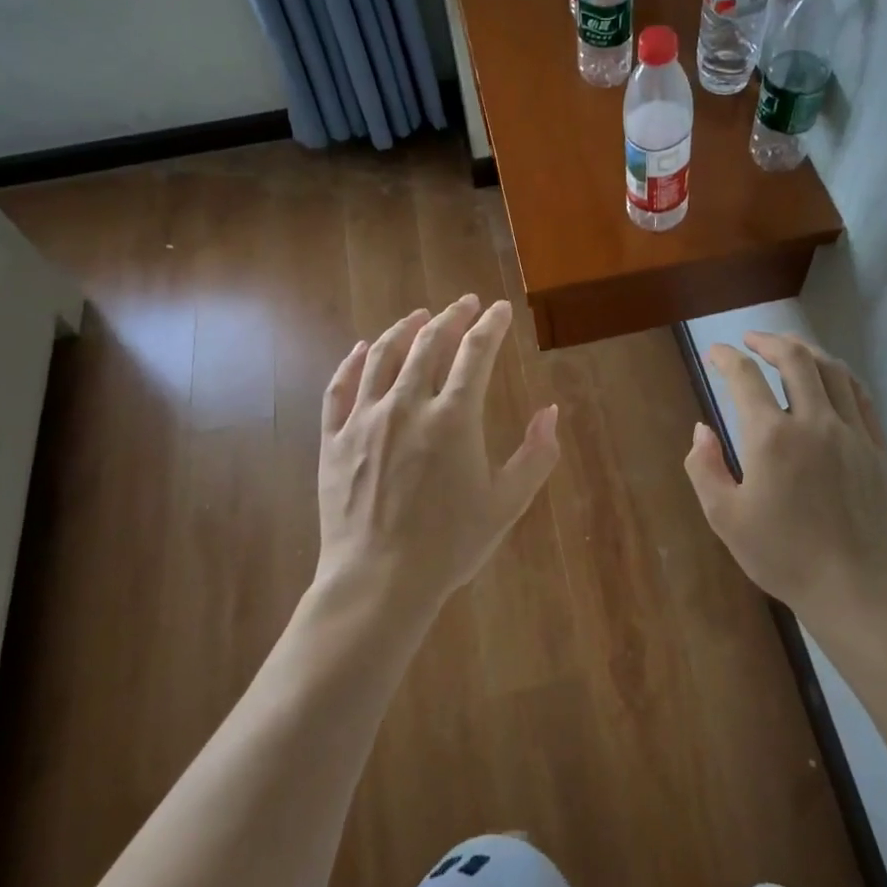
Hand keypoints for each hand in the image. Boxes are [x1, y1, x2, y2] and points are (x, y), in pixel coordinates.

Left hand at [316, 296, 559, 621]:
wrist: (378, 582)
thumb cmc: (449, 545)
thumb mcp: (507, 504)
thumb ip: (536, 455)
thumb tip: (552, 412)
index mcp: (454, 418)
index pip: (476, 353)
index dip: (491, 325)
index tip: (500, 310)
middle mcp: (407, 405)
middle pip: (429, 344)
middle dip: (451, 317)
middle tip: (465, 304)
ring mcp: (365, 419)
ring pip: (383, 356)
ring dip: (404, 328)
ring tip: (418, 315)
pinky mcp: (334, 438)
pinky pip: (340, 387)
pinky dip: (352, 361)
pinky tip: (362, 348)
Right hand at [683, 332, 886, 633]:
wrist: (853, 589)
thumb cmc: (781, 555)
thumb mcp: (724, 517)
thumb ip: (704, 467)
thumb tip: (702, 429)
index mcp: (771, 437)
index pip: (745, 377)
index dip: (726, 358)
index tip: (715, 354)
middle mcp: (814, 422)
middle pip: (795, 358)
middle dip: (769, 340)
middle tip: (752, 340)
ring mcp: (852, 432)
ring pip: (832, 370)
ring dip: (806, 350)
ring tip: (789, 347)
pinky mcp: (877, 448)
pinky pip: (860, 396)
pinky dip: (840, 375)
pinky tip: (831, 378)